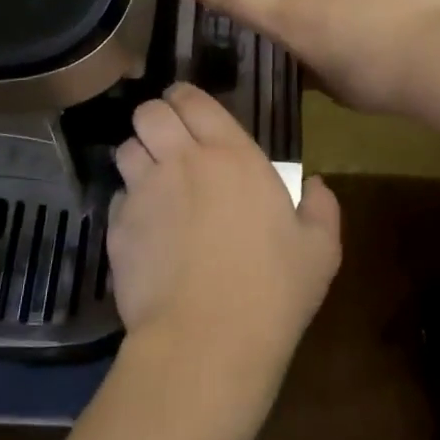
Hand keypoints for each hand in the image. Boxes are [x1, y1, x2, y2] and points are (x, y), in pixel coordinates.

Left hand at [108, 84, 341, 383]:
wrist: (207, 341)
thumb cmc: (271, 290)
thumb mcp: (320, 251)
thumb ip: (322, 208)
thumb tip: (316, 185)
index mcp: (231, 155)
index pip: (193, 99)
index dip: (185, 98)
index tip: (188, 109)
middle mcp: (182, 161)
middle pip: (149, 112)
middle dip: (155, 118)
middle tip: (169, 140)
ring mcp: (145, 193)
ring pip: (125, 149)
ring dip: (138, 156)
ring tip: (152, 179)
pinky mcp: (118, 228)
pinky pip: (117, 197)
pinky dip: (128, 203)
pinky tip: (145, 227)